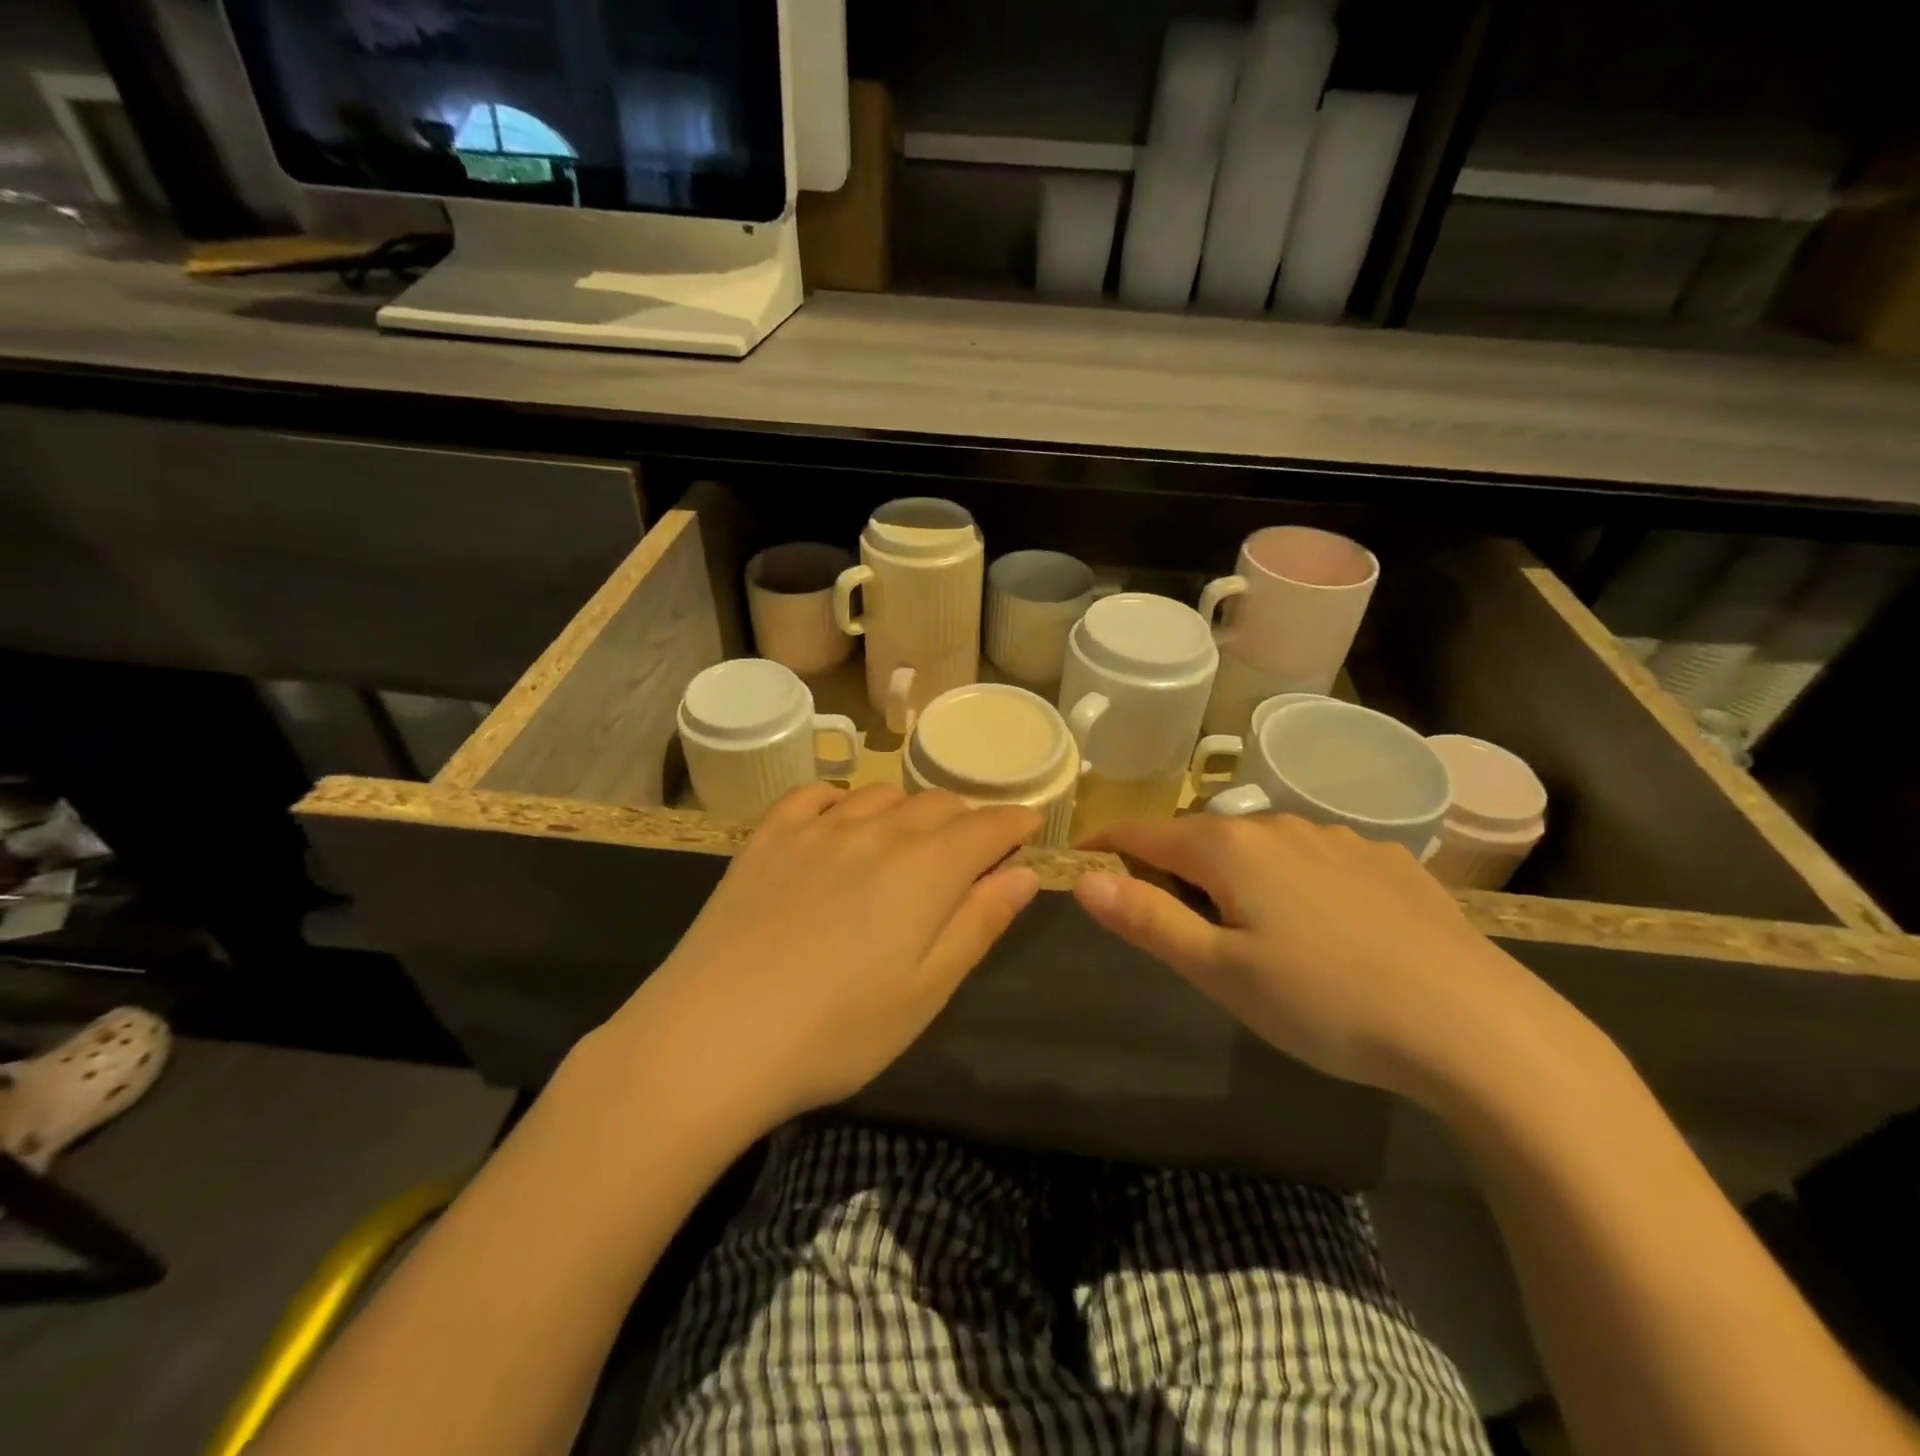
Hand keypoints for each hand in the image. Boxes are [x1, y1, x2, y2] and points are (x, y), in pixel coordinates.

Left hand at [606, 784, 1040, 1131]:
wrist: (713, 1038)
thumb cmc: (837, 1030)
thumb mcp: (927, 990)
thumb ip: (979, 923)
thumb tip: (1024, 873)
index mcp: (926, 869)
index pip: (987, 826)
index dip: (1015, 822)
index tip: (1030, 825)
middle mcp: (877, 832)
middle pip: (937, 804)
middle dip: (966, 818)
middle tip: (973, 847)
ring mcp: (816, 830)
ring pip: (880, 794)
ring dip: (909, 808)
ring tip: (912, 835)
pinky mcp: (767, 839)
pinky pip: (814, 795)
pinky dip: (841, 797)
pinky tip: (840, 816)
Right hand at [1074, 814, 1567, 1101]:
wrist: (1475, 1026)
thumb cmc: (1326, 1001)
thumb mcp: (1221, 972)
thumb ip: (1147, 920)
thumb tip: (1082, 880)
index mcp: (1229, 848)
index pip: (1144, 833)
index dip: (1107, 846)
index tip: (1082, 862)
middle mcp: (1279, 826)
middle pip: (1202, 838)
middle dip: (1171, 868)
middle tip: (1168, 919)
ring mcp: (1338, 838)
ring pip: (1261, 847)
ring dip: (1233, 874)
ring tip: (1245, 927)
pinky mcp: (1386, 860)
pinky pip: (1314, 859)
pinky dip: (1292, 881)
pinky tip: (1321, 926)